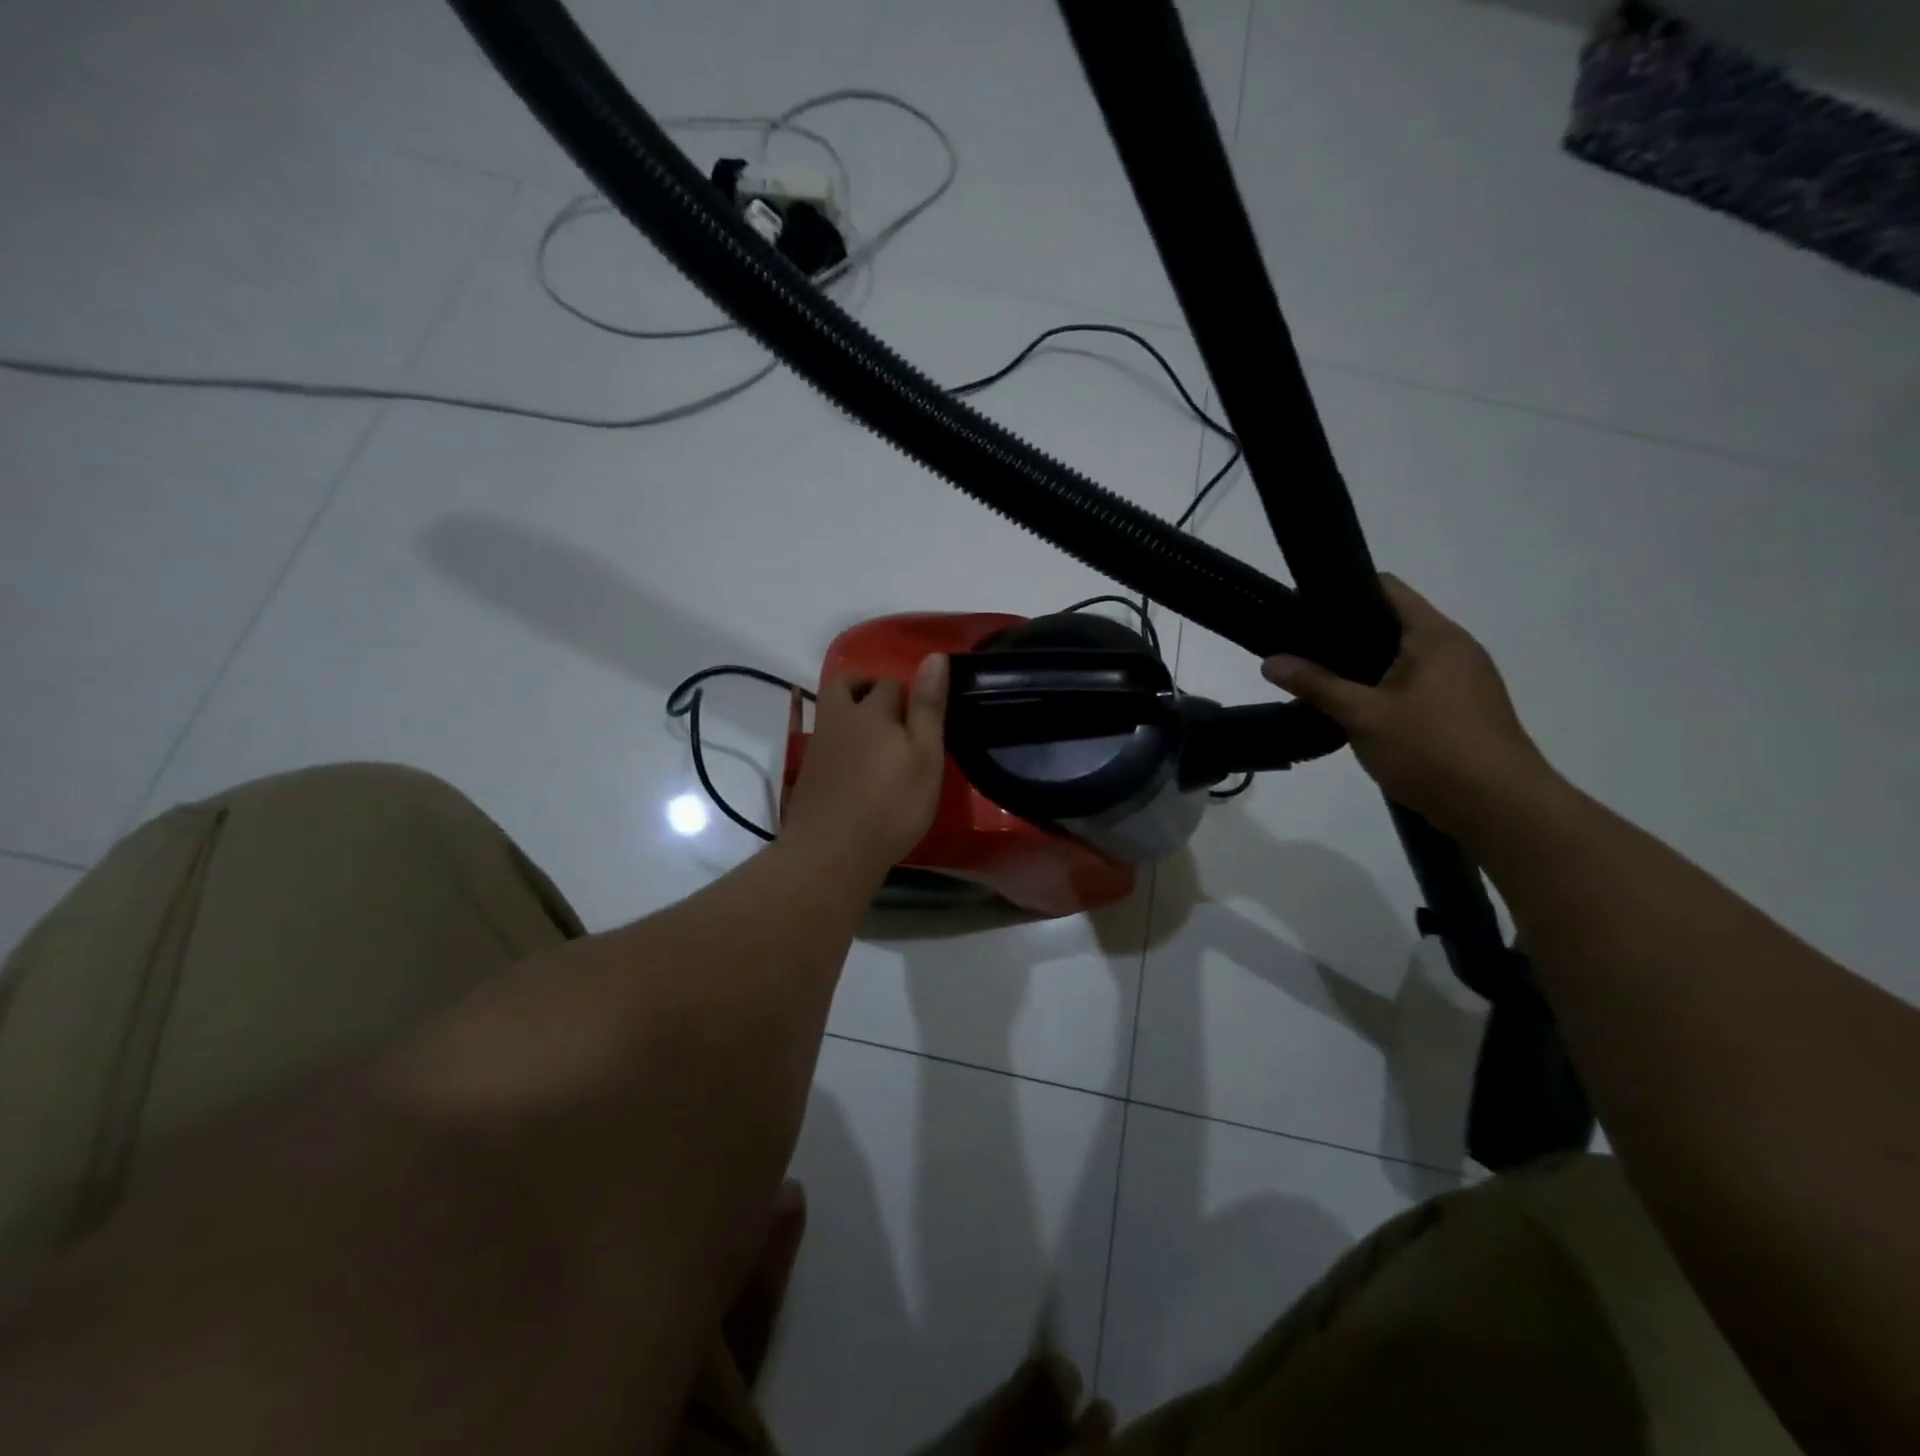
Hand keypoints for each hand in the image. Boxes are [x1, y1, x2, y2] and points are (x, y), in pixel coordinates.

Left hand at [781, 653, 948, 876]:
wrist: (831, 852)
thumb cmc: (890, 805)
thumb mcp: (925, 757)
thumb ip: (928, 707)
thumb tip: (935, 656)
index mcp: (871, 710)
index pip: (891, 683)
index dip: (909, 693)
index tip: (923, 716)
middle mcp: (839, 718)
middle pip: (846, 685)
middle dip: (867, 687)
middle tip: (892, 711)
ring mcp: (819, 744)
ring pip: (833, 711)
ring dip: (852, 713)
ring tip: (879, 741)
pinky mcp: (808, 771)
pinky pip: (827, 740)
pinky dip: (843, 741)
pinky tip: (858, 767)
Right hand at [1262, 576, 1564, 838]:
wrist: (1501, 808)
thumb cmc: (1431, 750)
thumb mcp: (1362, 716)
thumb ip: (1315, 685)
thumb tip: (1270, 662)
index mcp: (1434, 635)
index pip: (1385, 588)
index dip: (1341, 591)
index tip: (1301, 609)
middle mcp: (1455, 647)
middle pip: (1392, 622)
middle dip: (1345, 634)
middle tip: (1301, 650)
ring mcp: (1464, 678)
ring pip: (1403, 656)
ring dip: (1364, 666)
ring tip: (1322, 681)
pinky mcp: (1464, 707)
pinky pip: (1416, 682)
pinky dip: (1384, 688)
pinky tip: (1357, 711)